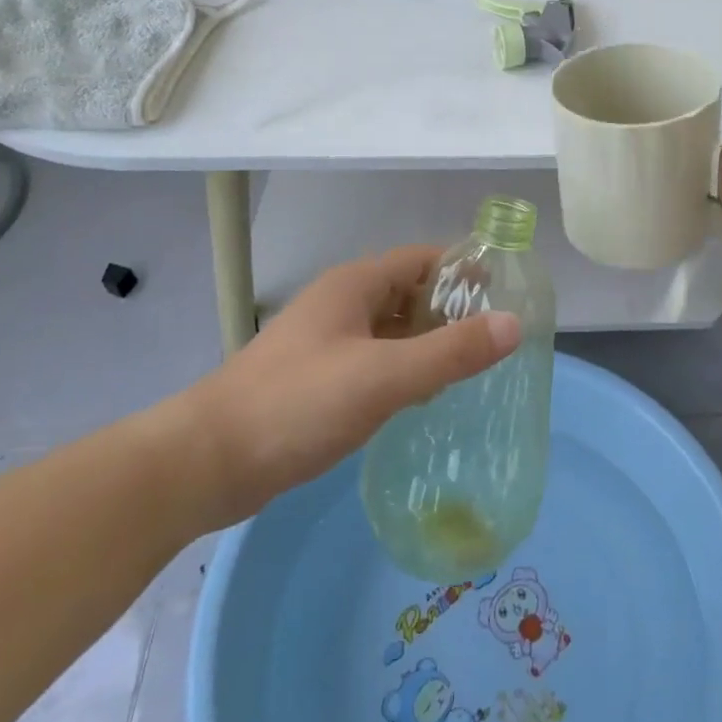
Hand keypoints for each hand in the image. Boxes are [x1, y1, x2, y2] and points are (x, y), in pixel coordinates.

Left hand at [165, 246, 521, 527]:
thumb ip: (450, 352)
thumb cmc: (298, 404)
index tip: (505, 291)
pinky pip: (374, 362)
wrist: (207, 462)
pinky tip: (423, 398)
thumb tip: (513, 323)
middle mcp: (341, 305)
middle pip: (408, 294)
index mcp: (355, 286)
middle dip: (450, 310)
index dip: (463, 269)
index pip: (422, 259)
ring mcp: (325, 343)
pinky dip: (403, 370)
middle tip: (497, 338)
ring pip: (391, 331)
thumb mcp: (383, 376)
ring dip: (428, 343)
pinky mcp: (316, 381)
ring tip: (472, 369)